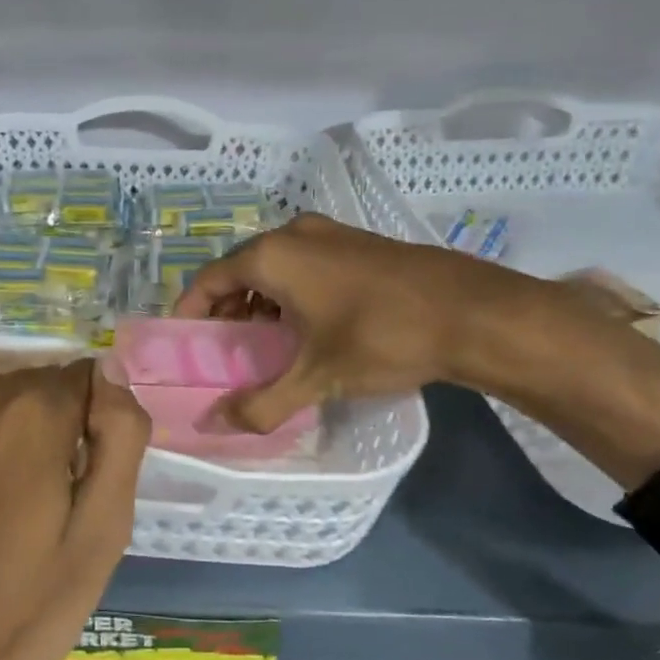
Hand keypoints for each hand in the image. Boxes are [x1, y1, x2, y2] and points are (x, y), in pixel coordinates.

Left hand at [0, 360, 151, 659]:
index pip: (82, 378)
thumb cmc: (24, 609)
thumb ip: (121, 437)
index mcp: (35, 416)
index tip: (73, 472)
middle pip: (28, 383)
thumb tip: (110, 370)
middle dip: (40, 422)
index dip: (85, 424)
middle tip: (30, 493)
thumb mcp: (103, 534)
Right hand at [174, 213, 529, 431]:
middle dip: (226, 309)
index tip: (185, 343)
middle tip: (225, 350)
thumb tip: (215, 426)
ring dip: (259, 301)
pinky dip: (290, 291)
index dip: (190, 311)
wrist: (473, 311)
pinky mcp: (357, 242)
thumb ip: (261, 403)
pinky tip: (307, 326)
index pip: (208, 279)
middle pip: (239, 270)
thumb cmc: (382, 337)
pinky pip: (304, 264)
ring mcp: (329, 234)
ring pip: (274, 266)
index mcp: (271, 256)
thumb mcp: (317, 377)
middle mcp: (293, 234)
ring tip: (263, 342)